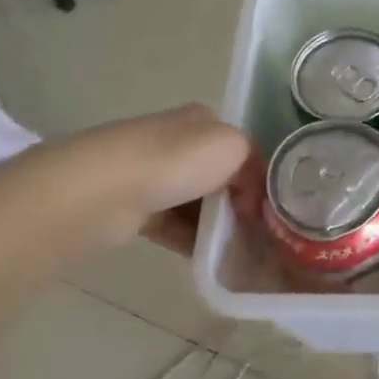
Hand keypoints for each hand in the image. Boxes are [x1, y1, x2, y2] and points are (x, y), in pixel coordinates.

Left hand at [47, 106, 252, 253]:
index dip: (258, 174)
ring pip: (197, 204)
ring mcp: (152, 175)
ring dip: (217, 226)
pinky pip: (174, 226)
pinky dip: (193, 241)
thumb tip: (250, 195)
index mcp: (202, 120)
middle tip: (261, 231)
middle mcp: (177, 142)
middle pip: (219, 177)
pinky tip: (213, 258)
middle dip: (239, 203)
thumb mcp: (235, 148)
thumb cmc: (176, 161)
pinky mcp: (134, 208)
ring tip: (241, 250)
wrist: (104, 191)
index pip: (240, 146)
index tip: (273, 205)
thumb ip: (253, 167)